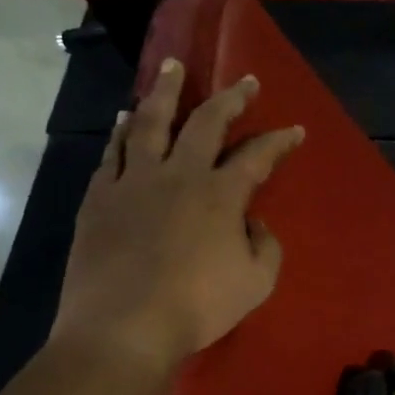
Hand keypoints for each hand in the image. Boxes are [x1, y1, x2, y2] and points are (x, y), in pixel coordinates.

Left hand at [51, 57, 303, 373]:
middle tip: (245, 81)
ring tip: (172, 67)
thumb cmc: (197, 307)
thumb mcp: (256, 284)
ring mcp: (134, 182)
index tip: (295, 129)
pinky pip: (112, 153)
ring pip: (151, 123)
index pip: (257, 156)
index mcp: (220, 194)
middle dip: (231, 99)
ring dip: (165, 92)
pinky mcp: (99, 197)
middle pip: (206, 123)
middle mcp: (178, 174)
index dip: (279, 141)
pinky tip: (124, 119)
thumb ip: (265, 247)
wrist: (124, 327)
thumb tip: (252, 223)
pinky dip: (121, 131)